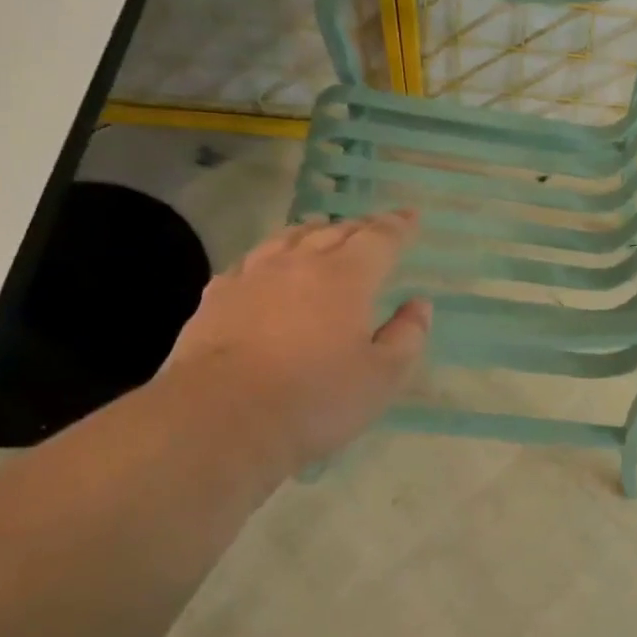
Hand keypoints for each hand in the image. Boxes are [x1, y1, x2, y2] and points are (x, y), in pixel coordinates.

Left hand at [167, 211, 430, 469]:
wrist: (220, 419)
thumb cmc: (315, 399)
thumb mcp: (381, 377)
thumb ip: (407, 336)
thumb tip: (419, 305)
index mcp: (346, 278)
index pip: (379, 240)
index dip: (398, 227)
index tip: (410, 217)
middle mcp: (299, 264)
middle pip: (334, 232)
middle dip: (359, 227)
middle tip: (374, 227)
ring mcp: (252, 277)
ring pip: (288, 239)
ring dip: (313, 231)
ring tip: (322, 231)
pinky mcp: (216, 297)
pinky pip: (250, 261)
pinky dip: (270, 255)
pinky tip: (267, 265)